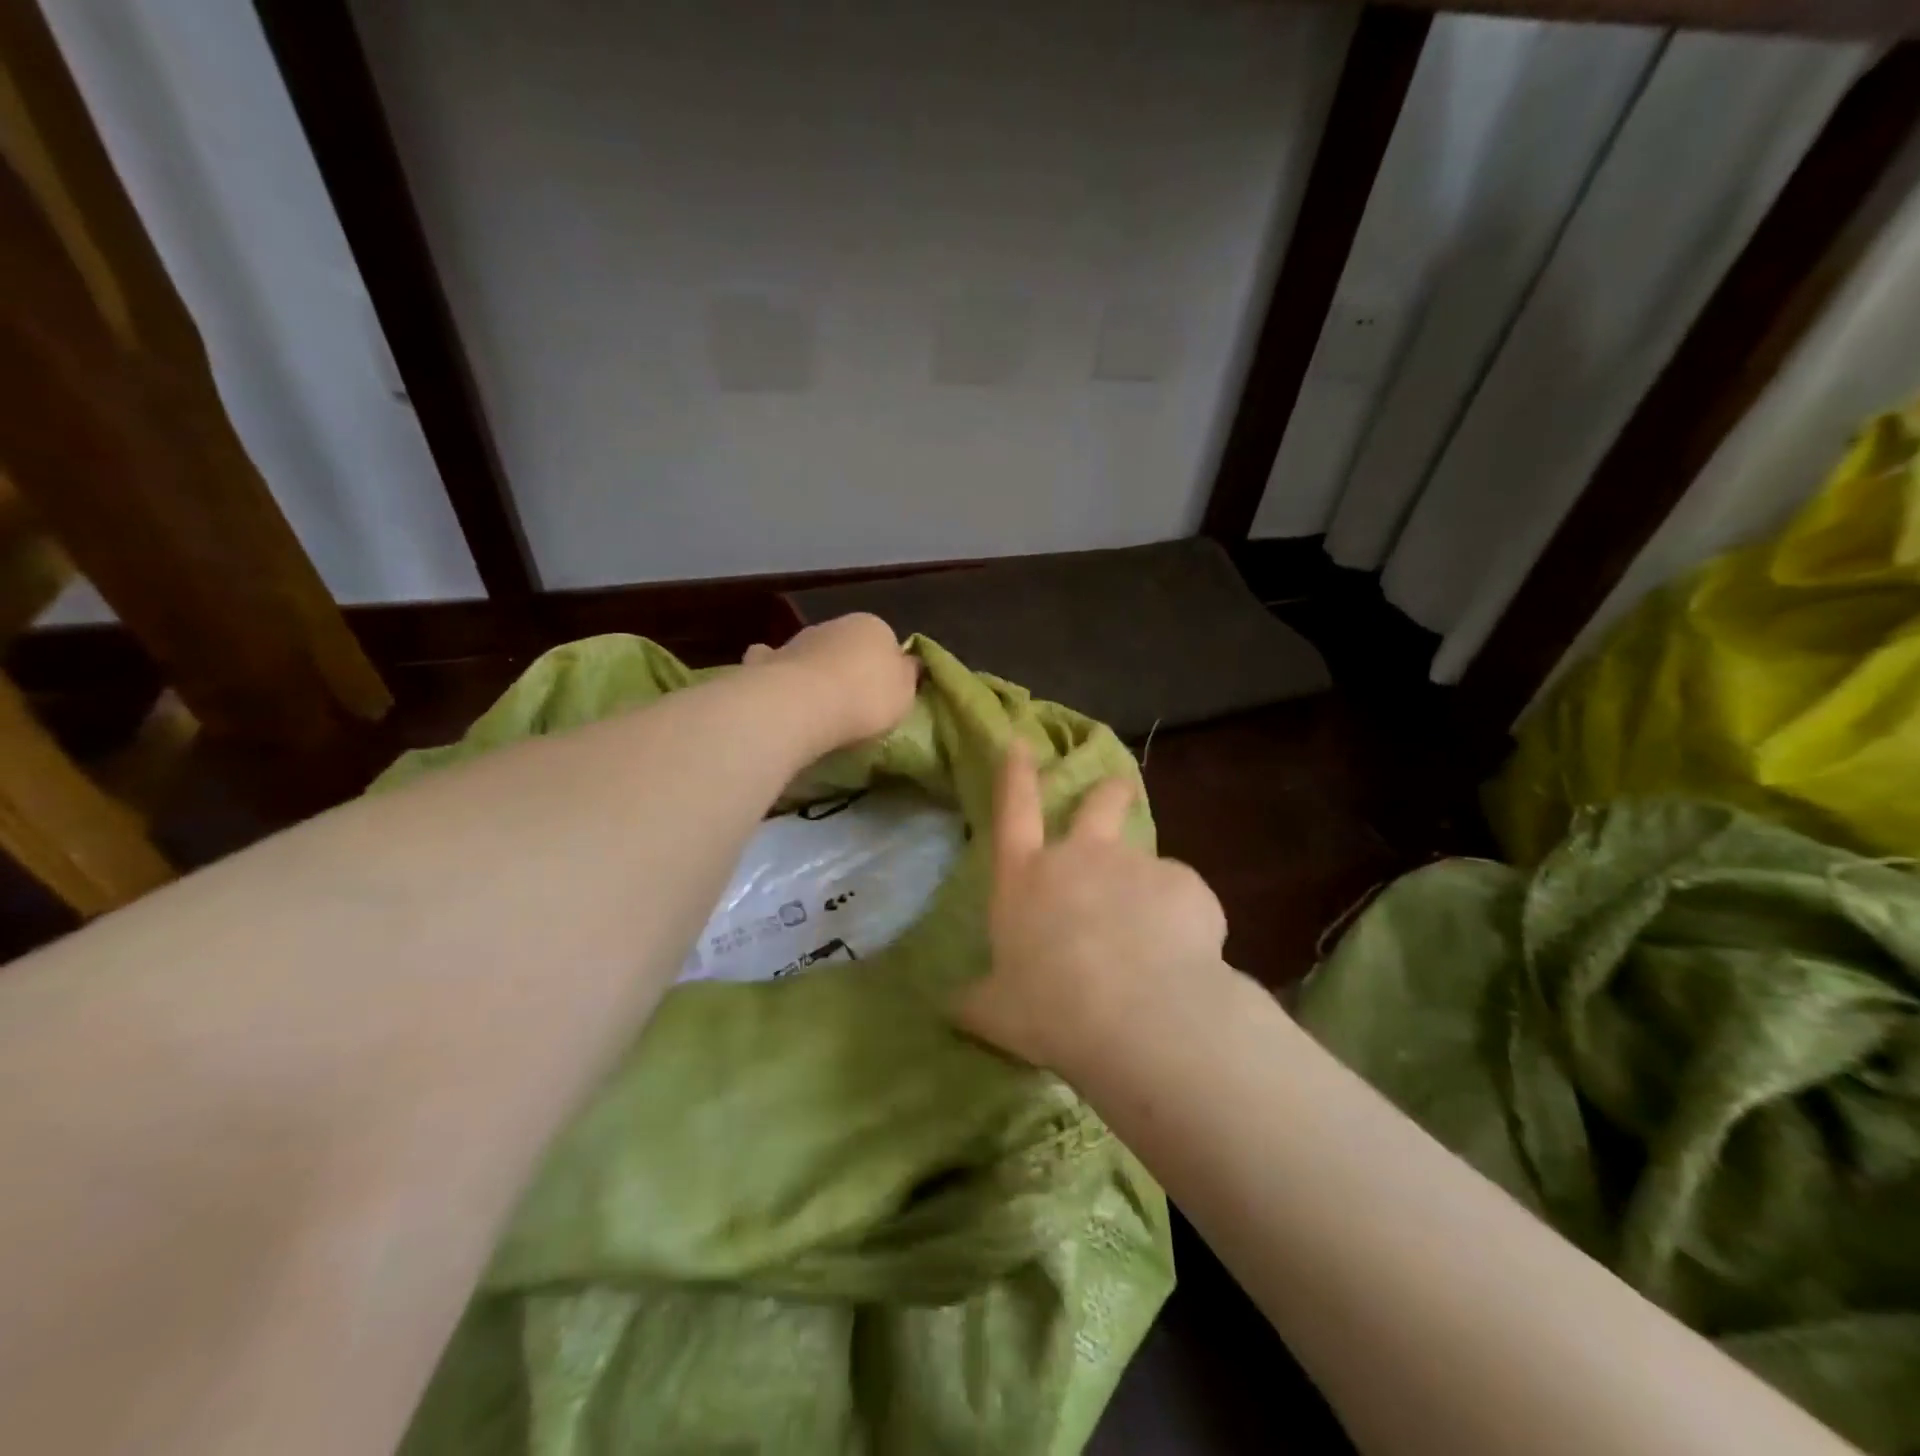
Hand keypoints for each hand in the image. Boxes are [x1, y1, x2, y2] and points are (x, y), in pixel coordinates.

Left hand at [743, 613, 917, 747]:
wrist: (804, 705)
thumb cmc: (866, 698)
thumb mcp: (905, 693)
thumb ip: (908, 675)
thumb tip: (909, 663)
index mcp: (873, 626)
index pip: (886, 641)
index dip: (887, 667)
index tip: (885, 694)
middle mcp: (834, 625)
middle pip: (847, 646)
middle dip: (848, 667)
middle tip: (853, 703)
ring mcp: (797, 640)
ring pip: (812, 653)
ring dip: (815, 670)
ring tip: (818, 704)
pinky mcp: (765, 661)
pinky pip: (774, 664)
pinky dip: (776, 671)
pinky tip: (777, 691)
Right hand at [956, 740, 1227, 1073]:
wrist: (1137, 1015)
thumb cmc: (1049, 1009)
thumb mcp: (996, 1012)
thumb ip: (976, 1002)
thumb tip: (950, 1007)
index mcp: (1027, 878)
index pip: (1015, 810)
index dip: (1016, 774)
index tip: (1021, 742)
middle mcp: (1081, 857)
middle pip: (1097, 805)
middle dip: (1107, 793)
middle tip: (1117, 789)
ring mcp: (1136, 866)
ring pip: (1145, 861)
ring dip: (1146, 885)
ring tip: (1155, 936)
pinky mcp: (1185, 886)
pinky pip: (1183, 898)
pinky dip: (1182, 921)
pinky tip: (1182, 959)